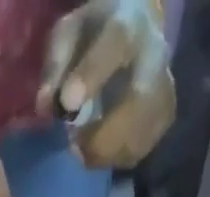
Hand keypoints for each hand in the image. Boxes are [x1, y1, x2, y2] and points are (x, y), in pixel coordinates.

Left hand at [37, 0, 176, 169]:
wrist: (134, 34)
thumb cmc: (95, 36)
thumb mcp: (69, 35)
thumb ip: (56, 66)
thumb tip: (45, 107)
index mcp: (128, 24)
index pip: (116, 43)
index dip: (91, 75)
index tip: (67, 104)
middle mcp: (155, 55)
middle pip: (140, 99)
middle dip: (103, 134)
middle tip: (76, 147)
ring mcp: (164, 89)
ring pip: (142, 132)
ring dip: (107, 152)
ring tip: (85, 149)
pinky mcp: (164, 117)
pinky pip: (141, 150)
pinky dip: (115, 159)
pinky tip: (102, 151)